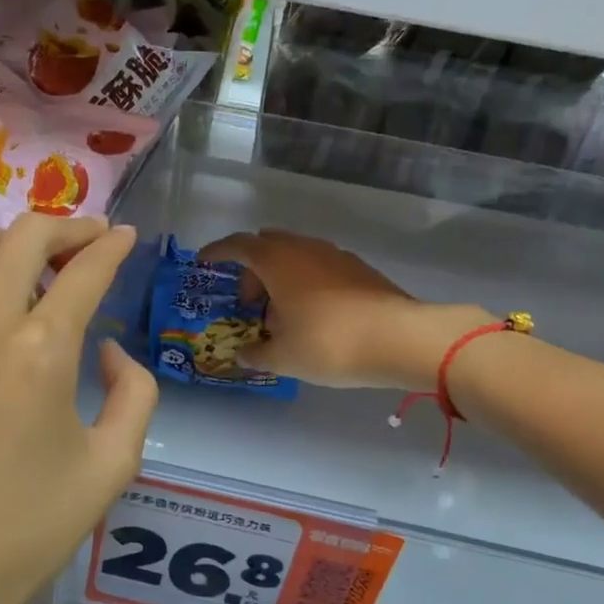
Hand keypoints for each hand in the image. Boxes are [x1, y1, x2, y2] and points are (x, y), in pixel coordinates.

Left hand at [0, 215, 158, 603]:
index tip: (124, 238)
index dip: (112, 246)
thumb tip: (110, 347)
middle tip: (83, 243)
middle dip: (66, 228)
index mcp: (42, 352)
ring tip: (18, 263)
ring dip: (0, 238)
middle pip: (25, 236)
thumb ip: (136, 393)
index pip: (85, 270)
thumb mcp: (112, 468)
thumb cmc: (24, 532)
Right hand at [198, 229, 492, 392]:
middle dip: (252, 271)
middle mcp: (305, 248)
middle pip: (267, 246)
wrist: (401, 339)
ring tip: (280, 314)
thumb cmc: (330, 343)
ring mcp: (336, 256)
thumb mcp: (283, 357)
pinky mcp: (359, 270)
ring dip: (280, 278)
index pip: (238, 245)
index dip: (217, 252)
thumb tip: (243, 354)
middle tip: (248, 303)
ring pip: (296, 256)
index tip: (203, 262)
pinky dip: (305, 283)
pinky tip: (312, 315)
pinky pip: (319, 267)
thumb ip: (257, 354)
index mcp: (277, 261)